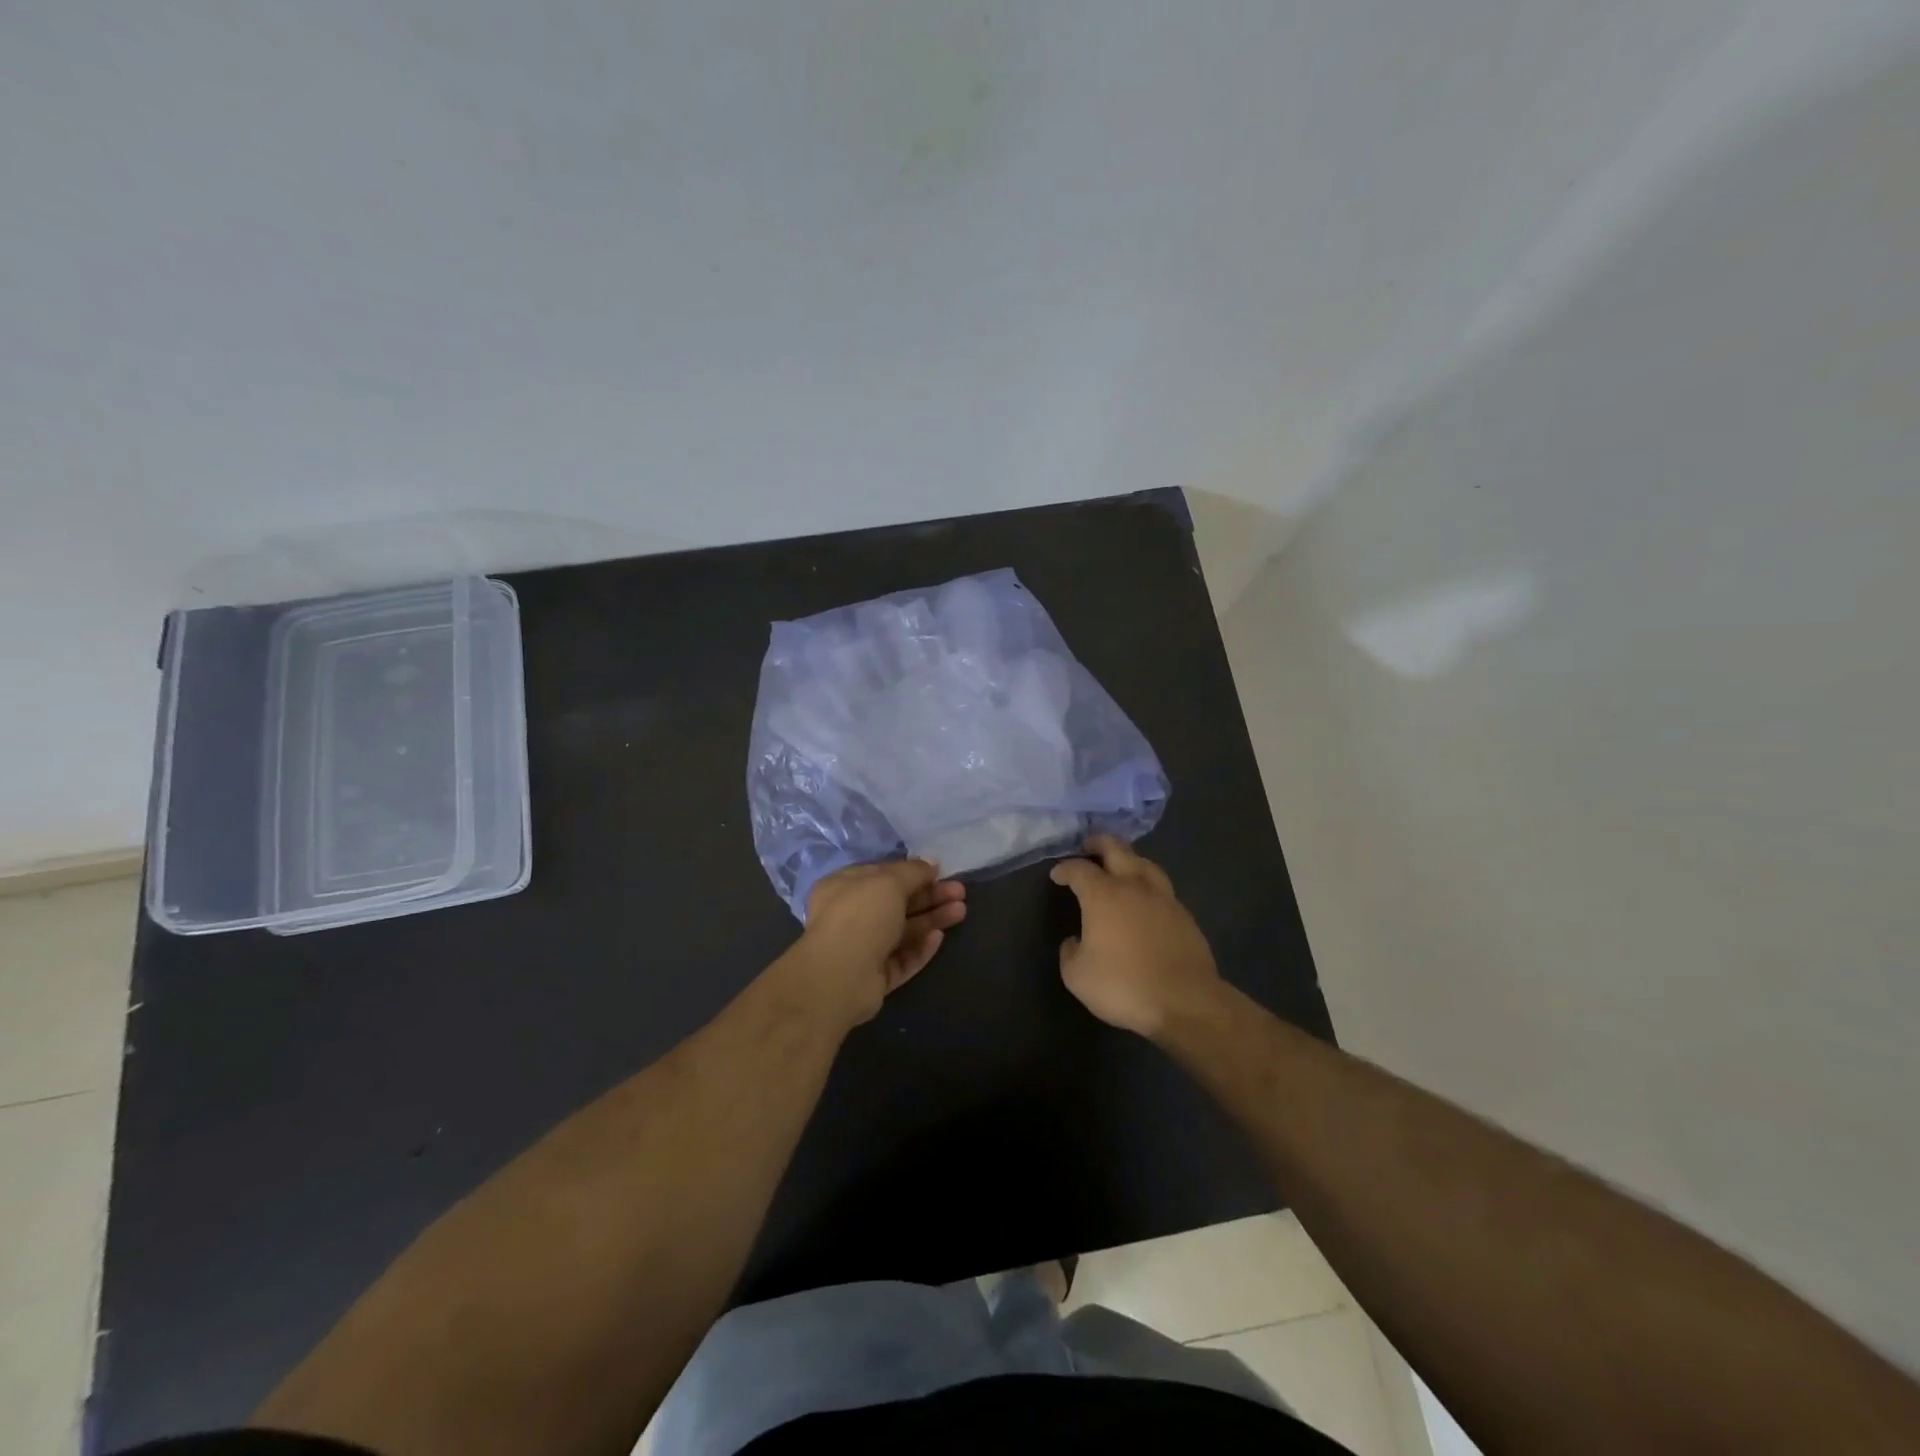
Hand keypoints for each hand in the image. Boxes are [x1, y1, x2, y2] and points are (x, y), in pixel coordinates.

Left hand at [793, 860, 966, 1027]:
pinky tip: (939, 938)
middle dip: (929, 896)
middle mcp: (850, 916)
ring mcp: (862, 948)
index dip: (912, 872)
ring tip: (960, 912)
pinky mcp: (874, 977)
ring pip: (903, 931)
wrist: (840, 977)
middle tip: (960, 892)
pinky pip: (901, 958)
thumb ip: (913, 871)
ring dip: (931, 919)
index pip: (882, 875)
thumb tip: (931, 862)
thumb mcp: (889, 882)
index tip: (940, 871)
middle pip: (897, 903)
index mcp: (844, 887)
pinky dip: (920, 948)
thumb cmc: (861, 916)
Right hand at [1050, 835, 1222, 1037]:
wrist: (1185, 1001)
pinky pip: (1162, 888)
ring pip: (1145, 863)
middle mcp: (1133, 886)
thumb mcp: (1077, 976)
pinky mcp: (1185, 915)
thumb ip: (1070, 952)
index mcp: (1103, 895)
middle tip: (1089, 844)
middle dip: (1099, 843)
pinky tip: (1146, 897)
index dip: (1065, 868)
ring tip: (1121, 863)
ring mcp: (1163, 898)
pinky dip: (1149, 883)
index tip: (1057, 874)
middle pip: (1116, 850)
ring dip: (1129, 858)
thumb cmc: (1124, 985)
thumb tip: (1076, 941)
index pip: (1079, 870)